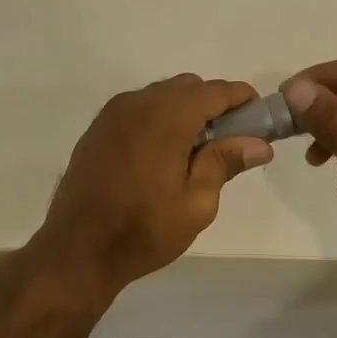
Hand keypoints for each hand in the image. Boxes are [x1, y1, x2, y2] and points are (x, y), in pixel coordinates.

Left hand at [32, 75, 273, 302]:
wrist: (77, 249)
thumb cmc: (144, 229)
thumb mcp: (196, 203)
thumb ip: (225, 163)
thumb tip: (259, 143)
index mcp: (167, 116)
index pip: (216, 90)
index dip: (242, 100)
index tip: (259, 121)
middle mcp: (137, 103)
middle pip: (187, 87)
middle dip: (212, 105)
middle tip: (226, 143)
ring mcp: (112, 114)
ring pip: (160, 96)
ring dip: (183, 111)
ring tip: (193, 153)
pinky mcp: (97, 130)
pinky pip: (137, 110)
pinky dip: (157, 120)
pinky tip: (160, 156)